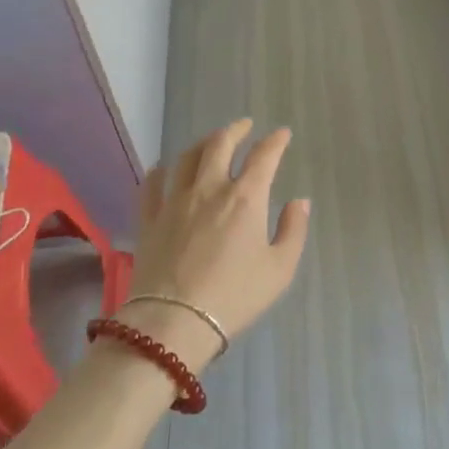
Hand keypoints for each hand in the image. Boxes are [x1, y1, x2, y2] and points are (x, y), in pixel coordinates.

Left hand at [118, 119, 309, 372]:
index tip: (282, 134)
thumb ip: (294, 231)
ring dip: (202, 143)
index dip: (275, 141)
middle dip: (236, 129)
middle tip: (245, 125)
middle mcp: (210, 188)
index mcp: (245, 198)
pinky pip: (152, 184)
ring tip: (211, 141)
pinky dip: (160, 171)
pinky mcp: (150, 219)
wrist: (174, 322)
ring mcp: (175, 201)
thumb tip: (299, 202)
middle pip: (220, 144)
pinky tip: (164, 168)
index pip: (263, 156)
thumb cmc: (235, 297)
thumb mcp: (279, 270)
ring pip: (187, 157)